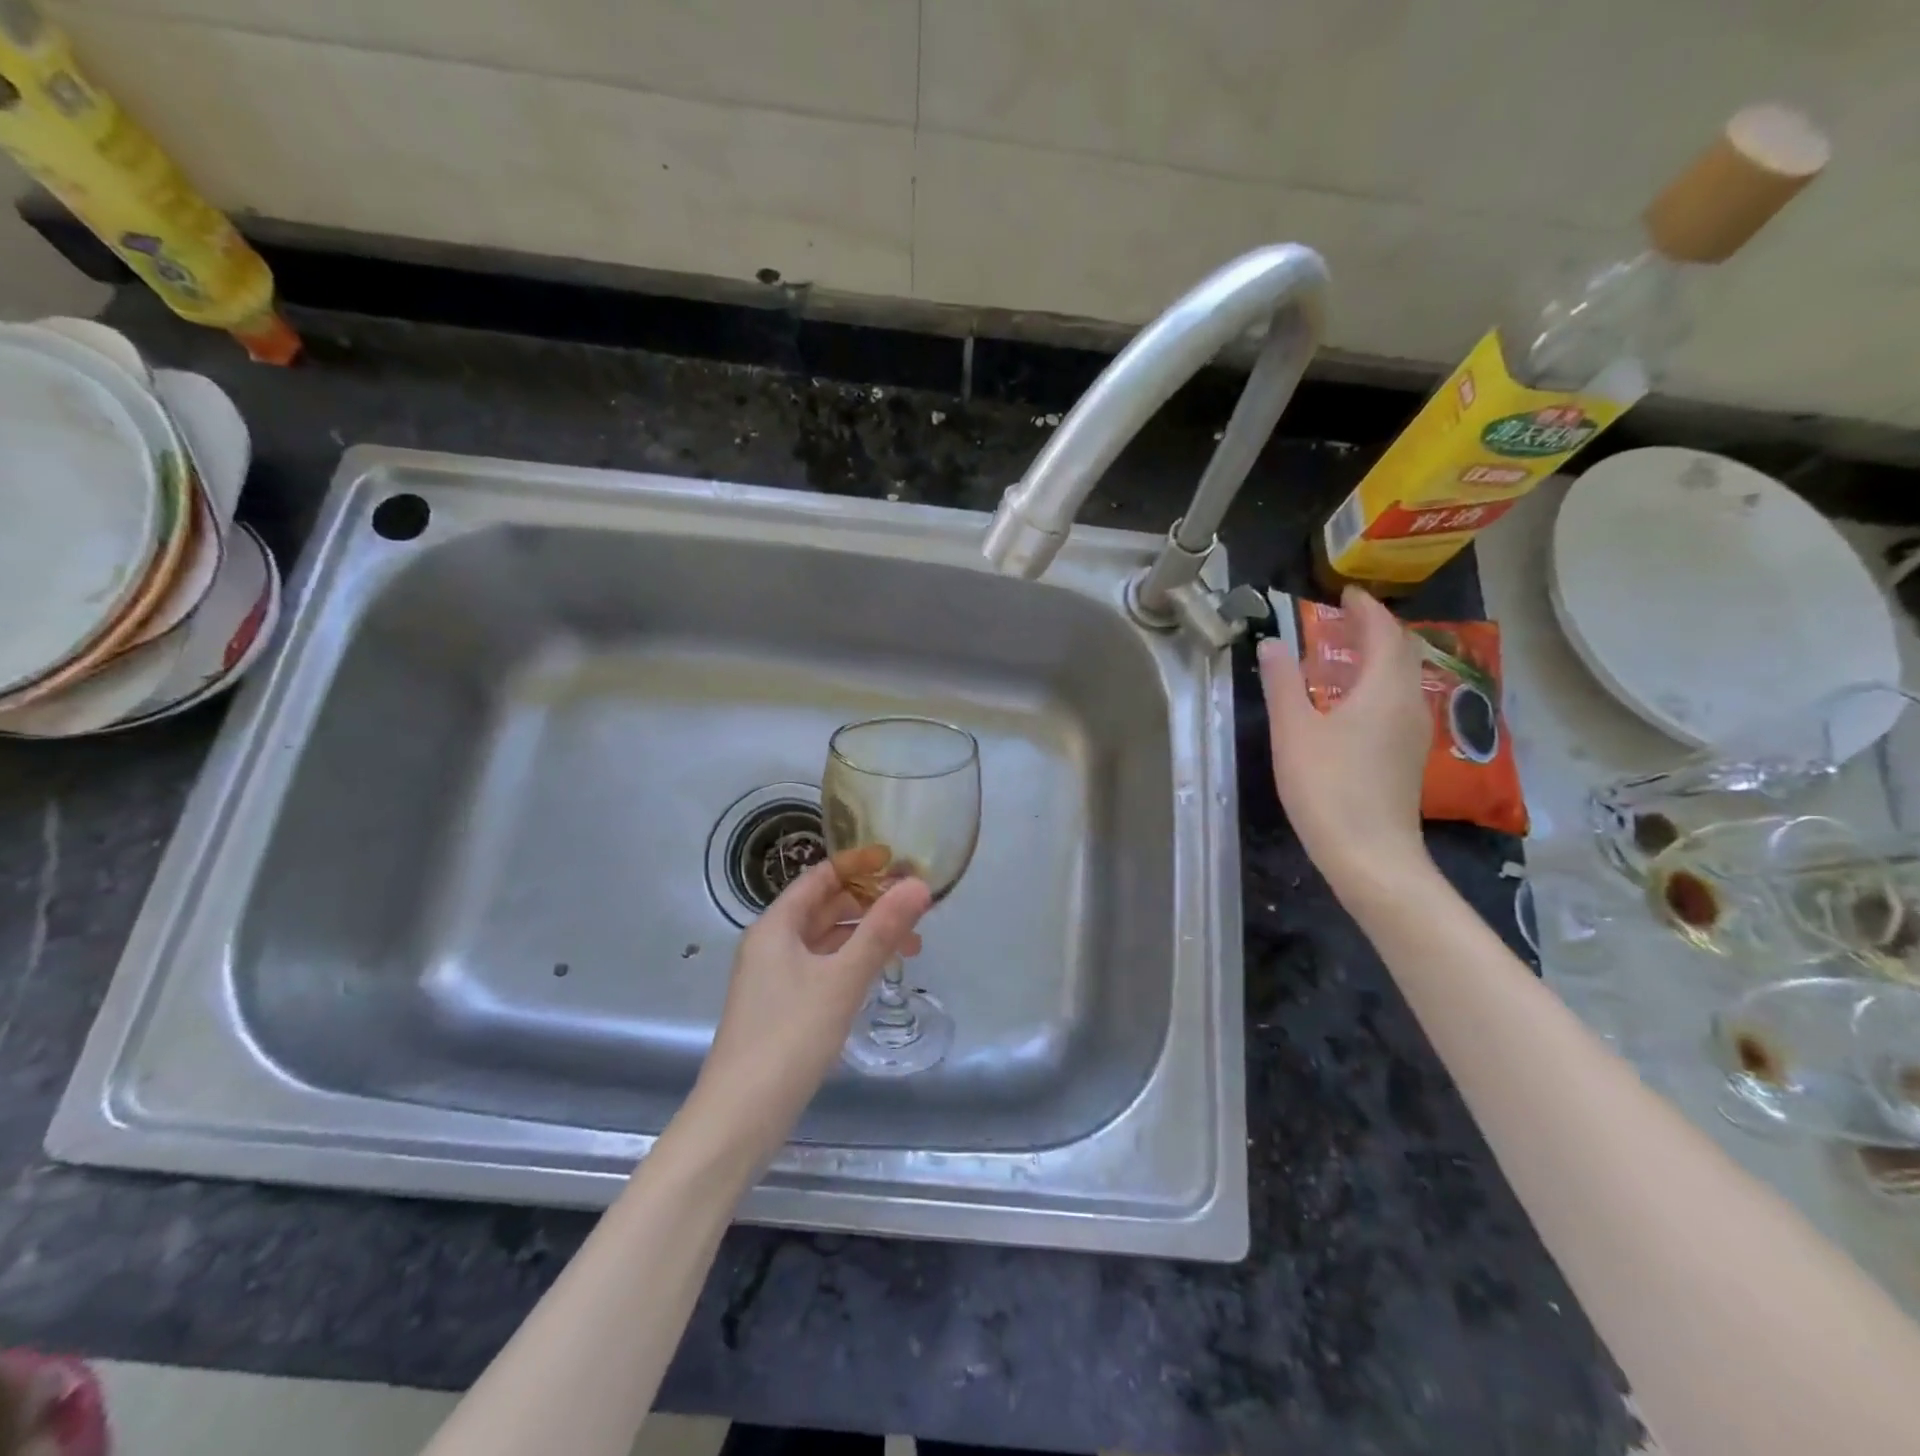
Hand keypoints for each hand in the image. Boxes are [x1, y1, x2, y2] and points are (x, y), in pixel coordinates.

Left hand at [688, 854, 931, 1162]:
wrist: (740, 1117)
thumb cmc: (790, 1036)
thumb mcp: (842, 979)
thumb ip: (882, 930)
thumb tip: (919, 885)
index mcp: (776, 926)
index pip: (820, 877)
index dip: (859, 864)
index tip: (899, 862)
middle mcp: (771, 944)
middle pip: (824, 906)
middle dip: (870, 903)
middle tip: (916, 908)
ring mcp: (774, 978)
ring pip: (826, 940)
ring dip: (865, 936)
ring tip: (911, 946)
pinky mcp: (781, 1007)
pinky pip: (822, 968)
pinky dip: (851, 963)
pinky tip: (877, 976)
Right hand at [1258, 586, 1431, 898]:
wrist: (1369, 852)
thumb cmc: (1326, 786)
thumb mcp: (1293, 731)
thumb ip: (1282, 684)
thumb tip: (1271, 645)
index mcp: (1383, 689)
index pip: (1384, 633)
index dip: (1367, 610)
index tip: (1345, 594)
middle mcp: (1409, 703)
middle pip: (1401, 653)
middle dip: (1376, 630)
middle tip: (1345, 620)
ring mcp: (1414, 732)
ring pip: (1404, 679)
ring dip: (1380, 657)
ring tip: (1348, 654)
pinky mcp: (1408, 756)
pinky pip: (1400, 702)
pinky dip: (1380, 684)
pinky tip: (1355, 701)